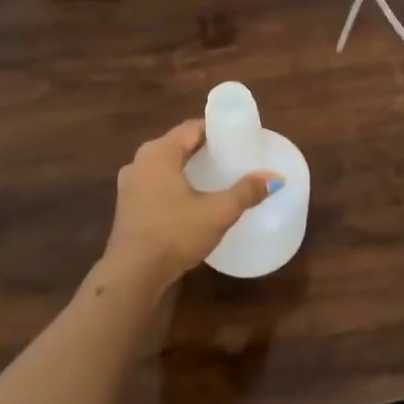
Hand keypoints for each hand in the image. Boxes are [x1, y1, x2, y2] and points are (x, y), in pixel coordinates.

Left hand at [101, 120, 281, 291]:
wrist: (132, 275)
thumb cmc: (175, 233)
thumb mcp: (218, 212)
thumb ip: (246, 192)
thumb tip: (275, 178)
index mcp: (159, 153)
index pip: (191, 128)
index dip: (216, 130)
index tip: (238, 138)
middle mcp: (140, 161)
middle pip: (177, 145)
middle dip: (204, 149)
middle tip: (232, 157)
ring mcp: (129, 185)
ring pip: (165, 166)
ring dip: (187, 168)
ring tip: (215, 177)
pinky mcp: (127, 206)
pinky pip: (155, 184)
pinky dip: (174, 184)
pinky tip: (191, 200)